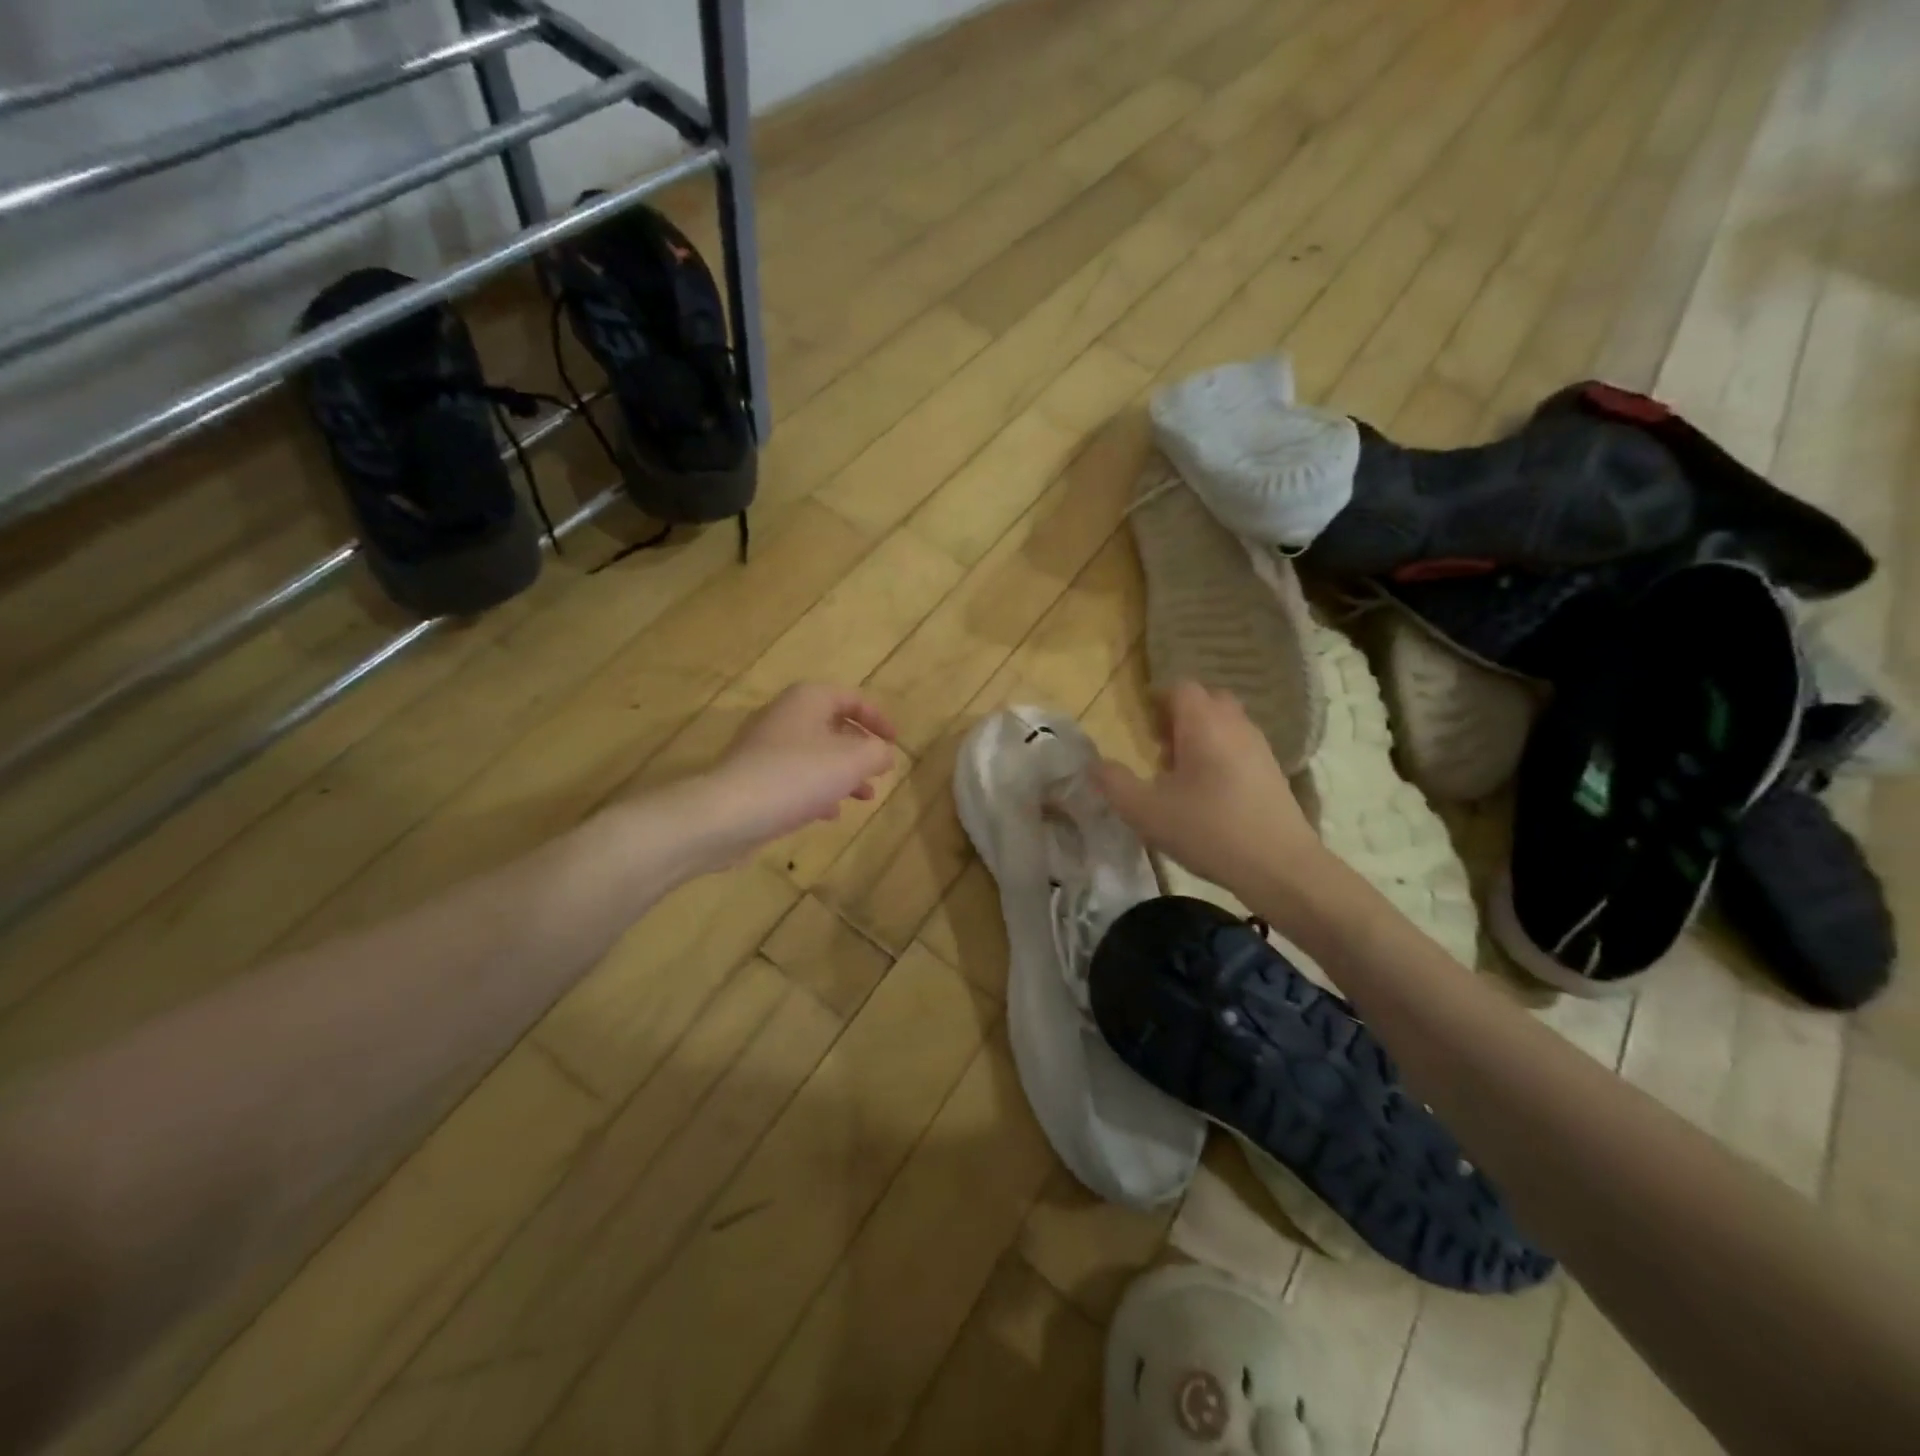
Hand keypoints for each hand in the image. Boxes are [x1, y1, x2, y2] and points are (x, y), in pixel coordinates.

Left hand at [695, 683, 897, 862]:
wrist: (728, 813)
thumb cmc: (798, 776)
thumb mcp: (853, 761)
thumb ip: (877, 752)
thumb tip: (884, 753)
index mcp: (808, 699)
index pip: (851, 698)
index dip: (878, 718)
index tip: (895, 743)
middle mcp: (784, 715)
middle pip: (832, 726)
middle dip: (860, 750)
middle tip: (879, 771)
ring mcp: (765, 747)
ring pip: (815, 754)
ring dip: (842, 773)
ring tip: (864, 796)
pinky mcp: (753, 777)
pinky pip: (794, 777)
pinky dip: (817, 790)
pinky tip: (829, 814)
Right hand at [1093, 681, 1332, 906]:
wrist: (1280, 867)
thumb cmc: (1208, 830)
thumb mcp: (1146, 811)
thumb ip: (1114, 783)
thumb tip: (1094, 764)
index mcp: (1204, 724)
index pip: (1181, 688)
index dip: (1157, 699)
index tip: (1140, 723)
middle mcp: (1235, 725)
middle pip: (1206, 701)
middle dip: (1179, 716)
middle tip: (1159, 746)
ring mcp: (1259, 748)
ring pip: (1225, 724)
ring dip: (1200, 737)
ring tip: (1179, 773)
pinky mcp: (1272, 772)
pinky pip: (1239, 746)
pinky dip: (1220, 755)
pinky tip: (1207, 793)